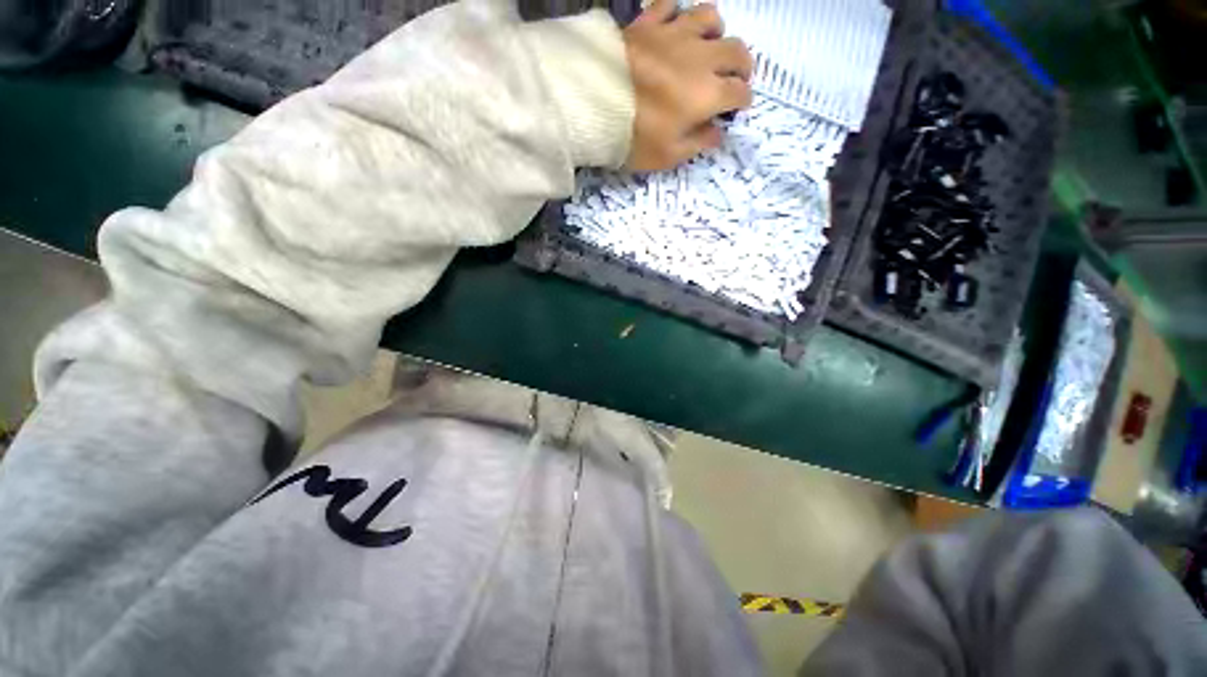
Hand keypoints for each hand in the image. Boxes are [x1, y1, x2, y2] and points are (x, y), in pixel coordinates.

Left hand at [622, 0, 753, 171]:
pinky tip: (674, 27)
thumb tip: (718, 134)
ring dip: (716, 32)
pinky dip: (677, 14)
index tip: (737, 108)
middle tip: (734, 78)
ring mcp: (674, 34)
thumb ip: (698, 143)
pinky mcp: (648, 22)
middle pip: (735, 51)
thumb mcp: (669, 155)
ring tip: (708, 47)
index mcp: (707, 94)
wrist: (594, 106)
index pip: (739, 93)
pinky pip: (670, 5)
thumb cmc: (635, 138)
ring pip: (710, 17)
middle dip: (742, 66)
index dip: (742, 101)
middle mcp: (699, 58)